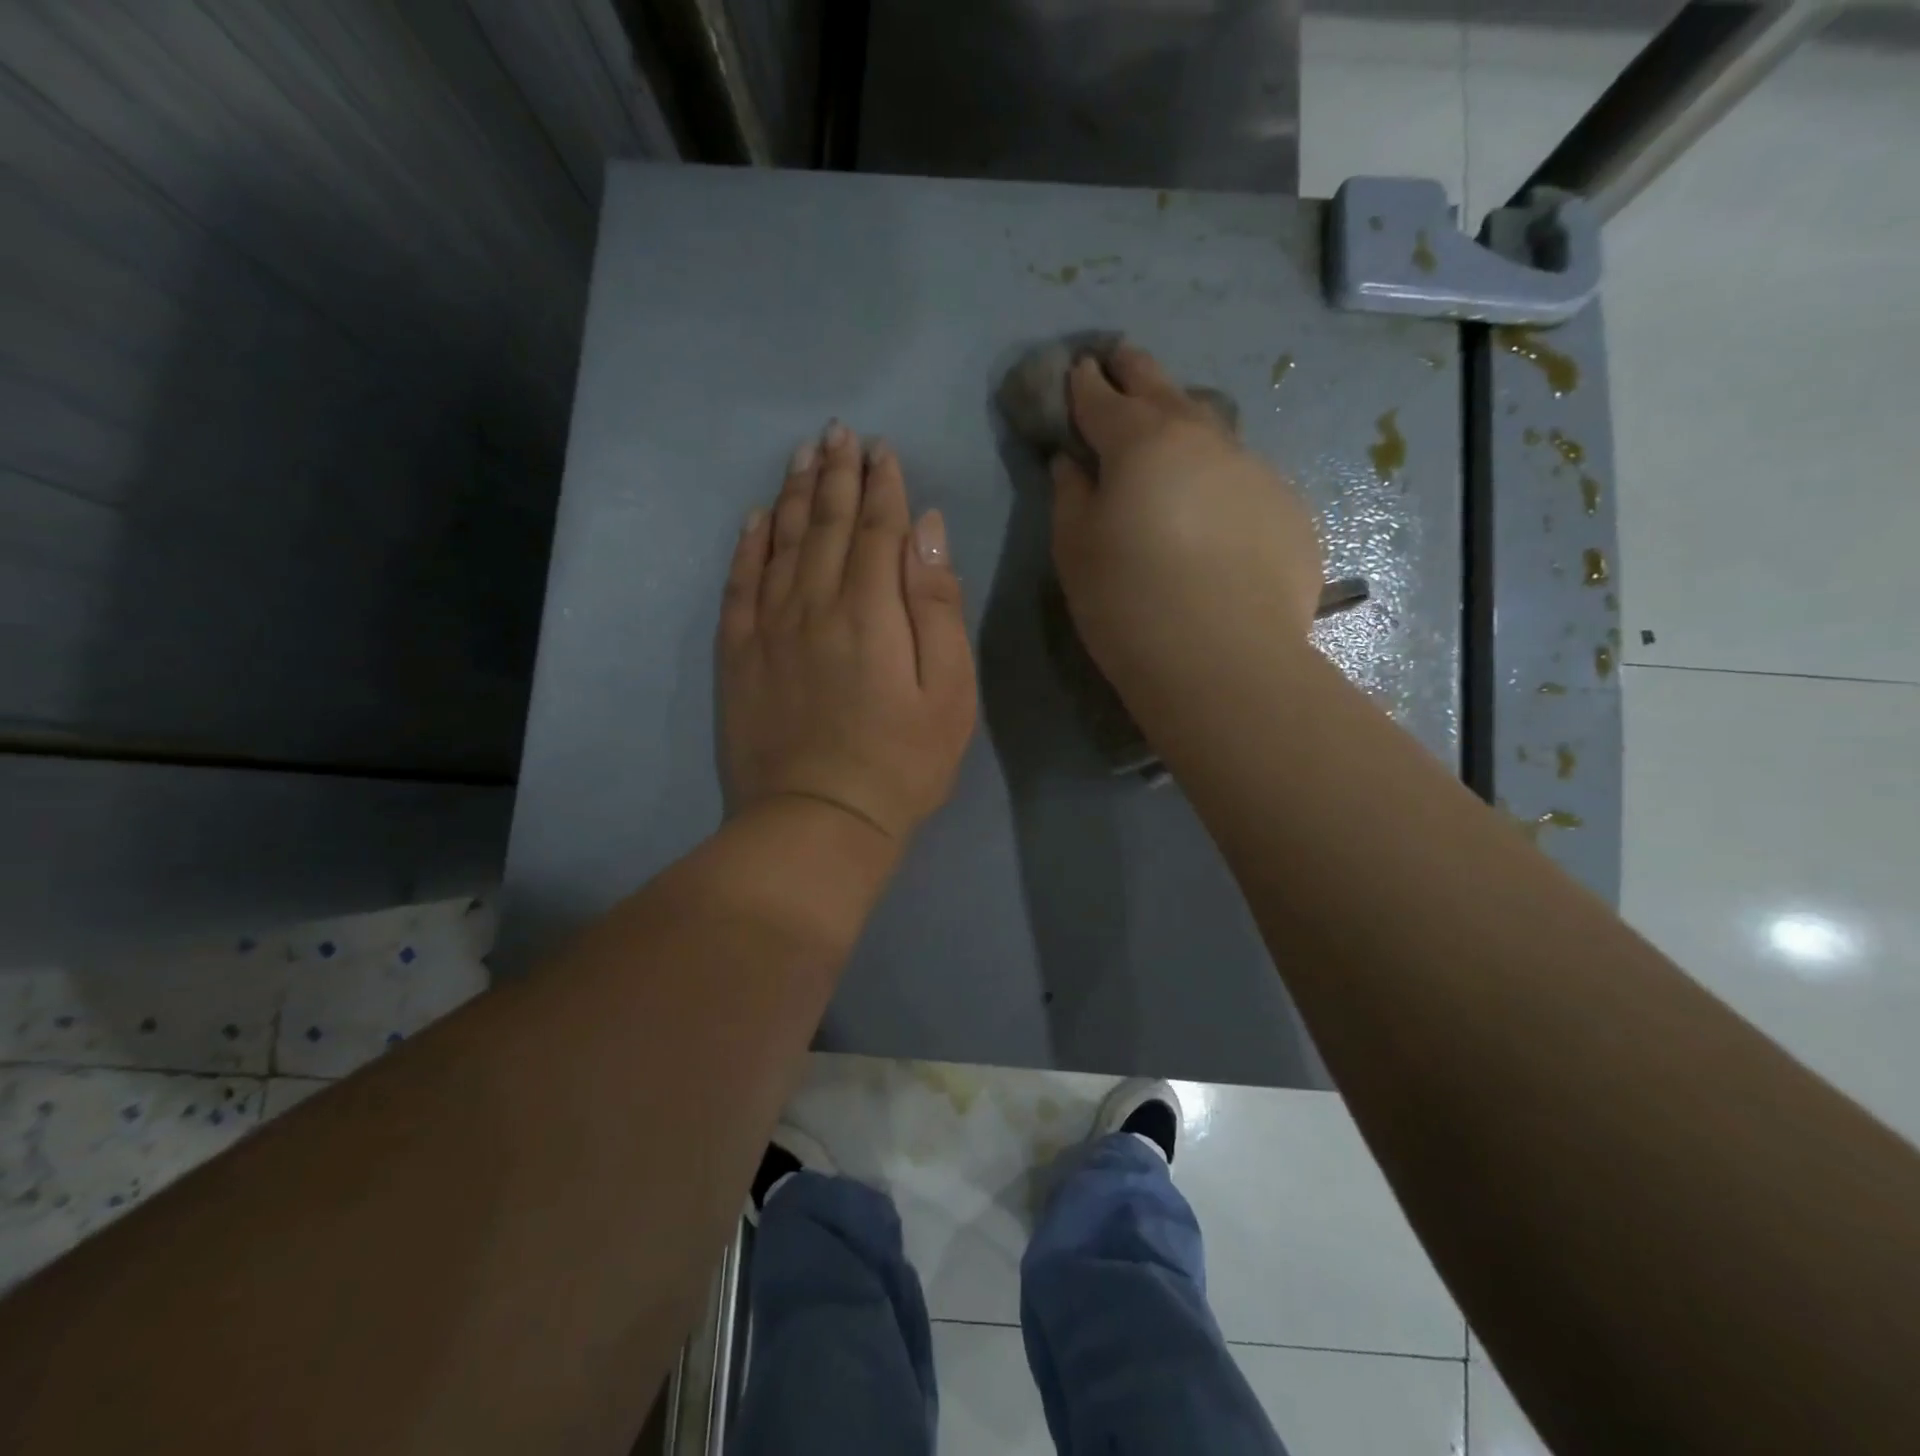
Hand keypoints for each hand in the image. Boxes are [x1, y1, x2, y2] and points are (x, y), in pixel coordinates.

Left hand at [719, 422, 977, 843]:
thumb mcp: (950, 692)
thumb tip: (926, 529)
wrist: (819, 821)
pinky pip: (739, 584)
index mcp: (871, 610)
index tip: (882, 450)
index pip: (876, 528)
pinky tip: (754, 519)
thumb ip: (937, 605)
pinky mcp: (738, 655)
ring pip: (780, 542)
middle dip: (835, 473)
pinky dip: (747, 546)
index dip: (881, 485)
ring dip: (793, 494)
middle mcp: (814, 603)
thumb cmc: (902, 763)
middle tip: (838, 432)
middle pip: (824, 523)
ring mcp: (769, 627)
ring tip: (801, 455)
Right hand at [1049, 344, 1324, 700]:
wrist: (1222, 661)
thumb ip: (1070, 496)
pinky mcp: (1287, 510)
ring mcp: (1254, 471)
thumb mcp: (1075, 551)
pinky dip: (1218, 481)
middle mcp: (1204, 440)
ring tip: (1170, 434)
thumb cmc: (1128, 604)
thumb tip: (1072, 462)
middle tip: (1120, 359)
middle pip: (1163, 391)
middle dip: (1135, 371)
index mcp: (1142, 443)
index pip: (1103, 400)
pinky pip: (1242, 481)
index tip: (1077, 368)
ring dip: (1184, 424)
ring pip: (1211, 432)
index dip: (1084, 384)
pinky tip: (1213, 514)